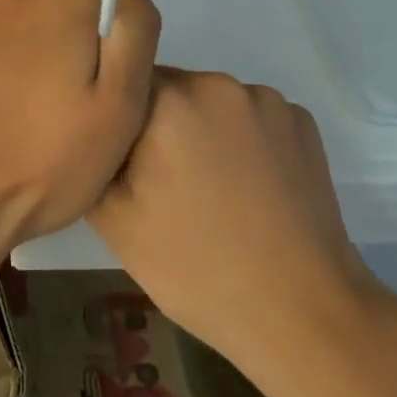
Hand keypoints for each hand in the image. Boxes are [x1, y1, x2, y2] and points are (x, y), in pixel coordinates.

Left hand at [0, 0, 160, 268]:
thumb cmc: (42, 162)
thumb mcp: (118, 110)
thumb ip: (132, 34)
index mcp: (50, 2)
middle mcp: (2, 1)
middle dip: (73, 14)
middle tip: (80, 86)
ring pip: (18, 15)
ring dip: (37, 46)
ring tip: (40, 114)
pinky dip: (3, 67)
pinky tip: (2, 121)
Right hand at [87, 69, 395, 396]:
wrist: (302, 313)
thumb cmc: (195, 267)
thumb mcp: (113, 219)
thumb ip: (92, 157)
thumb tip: (92, 130)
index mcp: (170, 99)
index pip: (121, 83)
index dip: (115, 121)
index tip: (120, 164)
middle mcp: (220, 83)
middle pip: (168, 90)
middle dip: (157, 126)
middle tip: (159, 184)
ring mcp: (269, 102)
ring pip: (211, 104)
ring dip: (200, 132)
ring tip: (207, 192)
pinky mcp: (303, 124)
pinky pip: (252, 119)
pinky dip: (242, 142)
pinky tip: (247, 190)